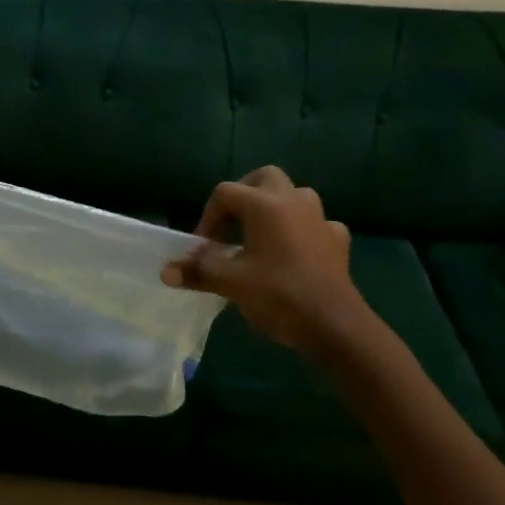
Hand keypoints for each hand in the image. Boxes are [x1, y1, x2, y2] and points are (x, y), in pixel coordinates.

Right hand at [161, 166, 368, 353]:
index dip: (208, 216)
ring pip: (294, 195)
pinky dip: (303, 230)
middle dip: (243, 194)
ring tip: (260, 235)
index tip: (203, 246)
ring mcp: (320, 219)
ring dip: (275, 207)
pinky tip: (296, 251)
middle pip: (264, 178)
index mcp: (265, 204)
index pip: (225, 193)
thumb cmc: (279, 296)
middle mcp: (294, 201)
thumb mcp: (231, 283)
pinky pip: (316, 224)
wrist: (335, 326)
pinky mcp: (338, 241)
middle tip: (230, 223)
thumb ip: (198, 271)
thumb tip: (166, 271)